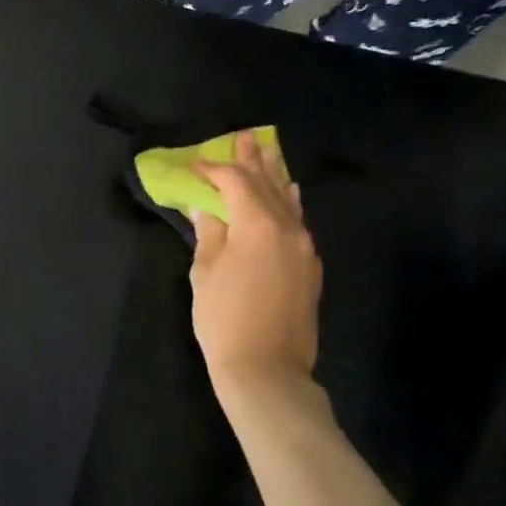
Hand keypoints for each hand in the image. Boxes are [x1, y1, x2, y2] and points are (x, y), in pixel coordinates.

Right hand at [189, 130, 322, 411]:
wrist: (267, 369)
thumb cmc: (224, 320)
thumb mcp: (205, 273)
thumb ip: (209, 233)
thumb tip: (208, 209)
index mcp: (258, 225)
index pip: (236, 183)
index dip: (214, 170)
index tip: (195, 164)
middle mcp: (288, 228)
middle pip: (268, 184)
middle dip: (253, 160)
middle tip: (244, 136)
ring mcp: (304, 247)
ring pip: (289, 200)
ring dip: (275, 175)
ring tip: (267, 152)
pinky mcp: (310, 267)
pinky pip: (298, 221)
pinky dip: (289, 202)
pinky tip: (289, 192)